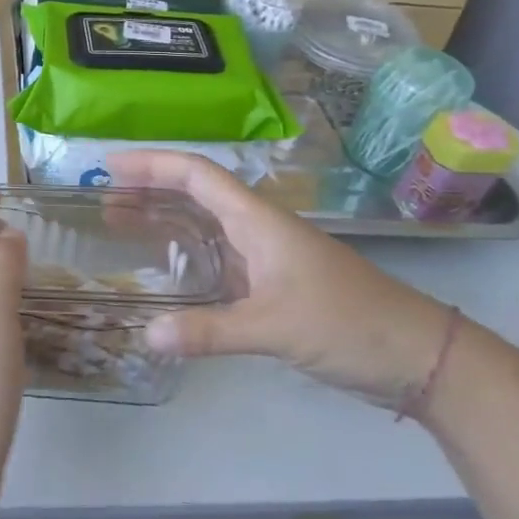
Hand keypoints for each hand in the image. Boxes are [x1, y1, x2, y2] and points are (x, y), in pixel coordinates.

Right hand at [109, 151, 454, 408]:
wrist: (418, 355)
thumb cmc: (348, 323)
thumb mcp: (275, 327)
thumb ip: (210, 331)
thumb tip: (147, 336)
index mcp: (257, 220)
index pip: (196, 174)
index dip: (151, 163)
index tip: (108, 165)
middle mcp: (257, 228)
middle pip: (194, 193)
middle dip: (148, 189)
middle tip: (101, 199)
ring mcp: (265, 257)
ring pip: (203, 225)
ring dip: (163, 219)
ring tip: (119, 224)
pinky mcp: (271, 286)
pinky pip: (215, 258)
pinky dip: (184, 255)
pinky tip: (165, 271)